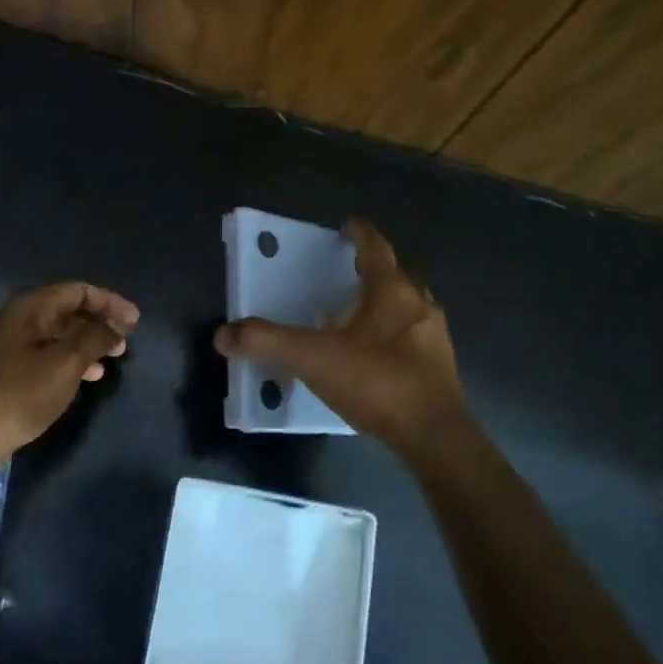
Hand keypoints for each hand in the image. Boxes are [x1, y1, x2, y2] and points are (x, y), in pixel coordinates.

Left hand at [0, 281, 139, 476]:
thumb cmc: (19, 395)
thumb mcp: (65, 364)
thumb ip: (94, 338)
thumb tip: (115, 326)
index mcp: (26, 309)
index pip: (76, 291)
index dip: (109, 302)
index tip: (135, 321)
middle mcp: (14, 320)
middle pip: (65, 310)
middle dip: (99, 323)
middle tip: (125, 341)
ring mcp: (6, 346)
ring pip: (56, 334)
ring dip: (86, 343)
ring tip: (112, 360)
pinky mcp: (4, 370)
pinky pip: (44, 353)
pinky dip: (69, 359)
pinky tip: (86, 377)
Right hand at [215, 219, 466, 456]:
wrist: (433, 436)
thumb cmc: (377, 382)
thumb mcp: (313, 359)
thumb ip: (268, 342)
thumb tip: (223, 335)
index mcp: (392, 291)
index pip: (375, 248)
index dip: (359, 234)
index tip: (347, 226)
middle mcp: (419, 305)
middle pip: (396, 275)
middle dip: (372, 270)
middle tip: (345, 273)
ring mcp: (434, 336)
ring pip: (408, 307)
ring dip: (384, 304)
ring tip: (356, 315)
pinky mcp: (439, 367)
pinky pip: (412, 337)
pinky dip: (392, 335)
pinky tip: (373, 356)